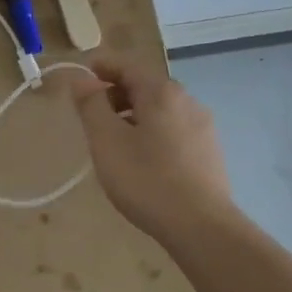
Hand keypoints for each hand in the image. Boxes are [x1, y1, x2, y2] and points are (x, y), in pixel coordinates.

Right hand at [67, 55, 234, 240]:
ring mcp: (203, 127)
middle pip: (146, 86)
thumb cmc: (146, 179)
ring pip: (161, 110)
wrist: (201, 226)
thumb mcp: (106, 141)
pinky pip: (174, 130)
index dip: (103, 66)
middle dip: (117, 92)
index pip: (128, 65)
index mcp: (162, 92)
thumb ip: (91, 105)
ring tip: (114, 138)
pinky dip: (152, 131)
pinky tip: (142, 158)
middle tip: (92, 112)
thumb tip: (82, 80)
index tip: (82, 73)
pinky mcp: (209, 152)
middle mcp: (187, 101)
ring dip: (134, 114)